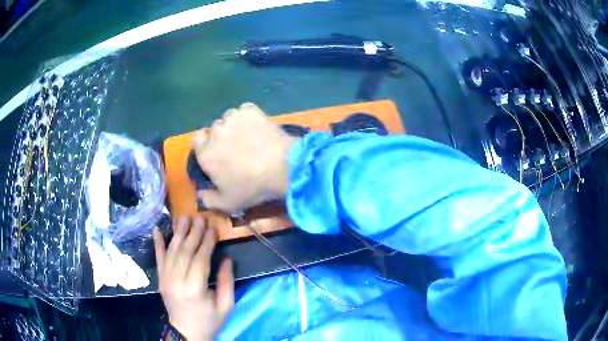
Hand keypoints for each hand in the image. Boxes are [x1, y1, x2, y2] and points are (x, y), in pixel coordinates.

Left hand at [153, 216, 233, 340]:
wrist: (186, 331)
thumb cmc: (209, 320)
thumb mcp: (225, 306)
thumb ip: (226, 282)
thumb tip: (227, 259)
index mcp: (194, 289)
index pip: (200, 259)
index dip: (207, 242)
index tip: (212, 228)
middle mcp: (177, 280)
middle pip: (185, 252)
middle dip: (193, 233)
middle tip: (200, 218)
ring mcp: (165, 278)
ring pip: (171, 251)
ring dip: (178, 233)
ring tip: (184, 217)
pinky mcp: (160, 278)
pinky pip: (158, 258)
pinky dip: (157, 243)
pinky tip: (157, 229)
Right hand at [193, 102, 297, 213]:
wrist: (283, 167)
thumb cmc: (252, 187)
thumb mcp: (227, 203)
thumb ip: (208, 200)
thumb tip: (200, 194)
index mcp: (205, 153)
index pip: (196, 141)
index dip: (206, 146)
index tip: (217, 153)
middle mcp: (214, 132)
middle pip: (213, 130)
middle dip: (221, 137)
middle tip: (237, 148)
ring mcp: (232, 118)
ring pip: (228, 118)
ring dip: (234, 126)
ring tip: (249, 136)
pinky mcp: (250, 110)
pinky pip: (244, 111)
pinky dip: (248, 117)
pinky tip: (258, 127)